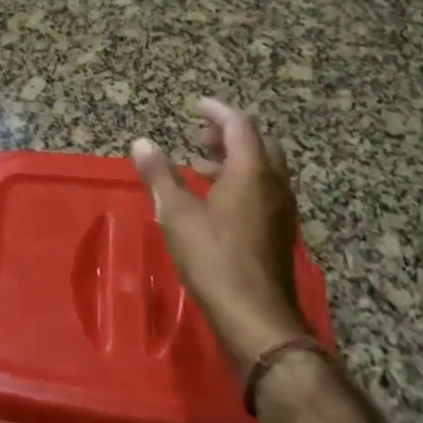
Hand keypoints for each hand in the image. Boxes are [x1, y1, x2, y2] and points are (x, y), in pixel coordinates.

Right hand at [131, 99, 314, 366]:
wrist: (256, 316)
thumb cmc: (213, 257)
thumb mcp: (176, 213)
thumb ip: (159, 175)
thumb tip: (141, 143)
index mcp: (251, 171)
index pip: (239, 125)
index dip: (217, 111)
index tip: (196, 106)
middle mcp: (274, 184)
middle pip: (258, 143)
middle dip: (228, 134)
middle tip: (199, 135)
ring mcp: (282, 209)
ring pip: (263, 168)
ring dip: (235, 159)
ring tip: (199, 165)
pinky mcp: (280, 231)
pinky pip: (264, 190)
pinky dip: (241, 181)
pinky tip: (215, 201)